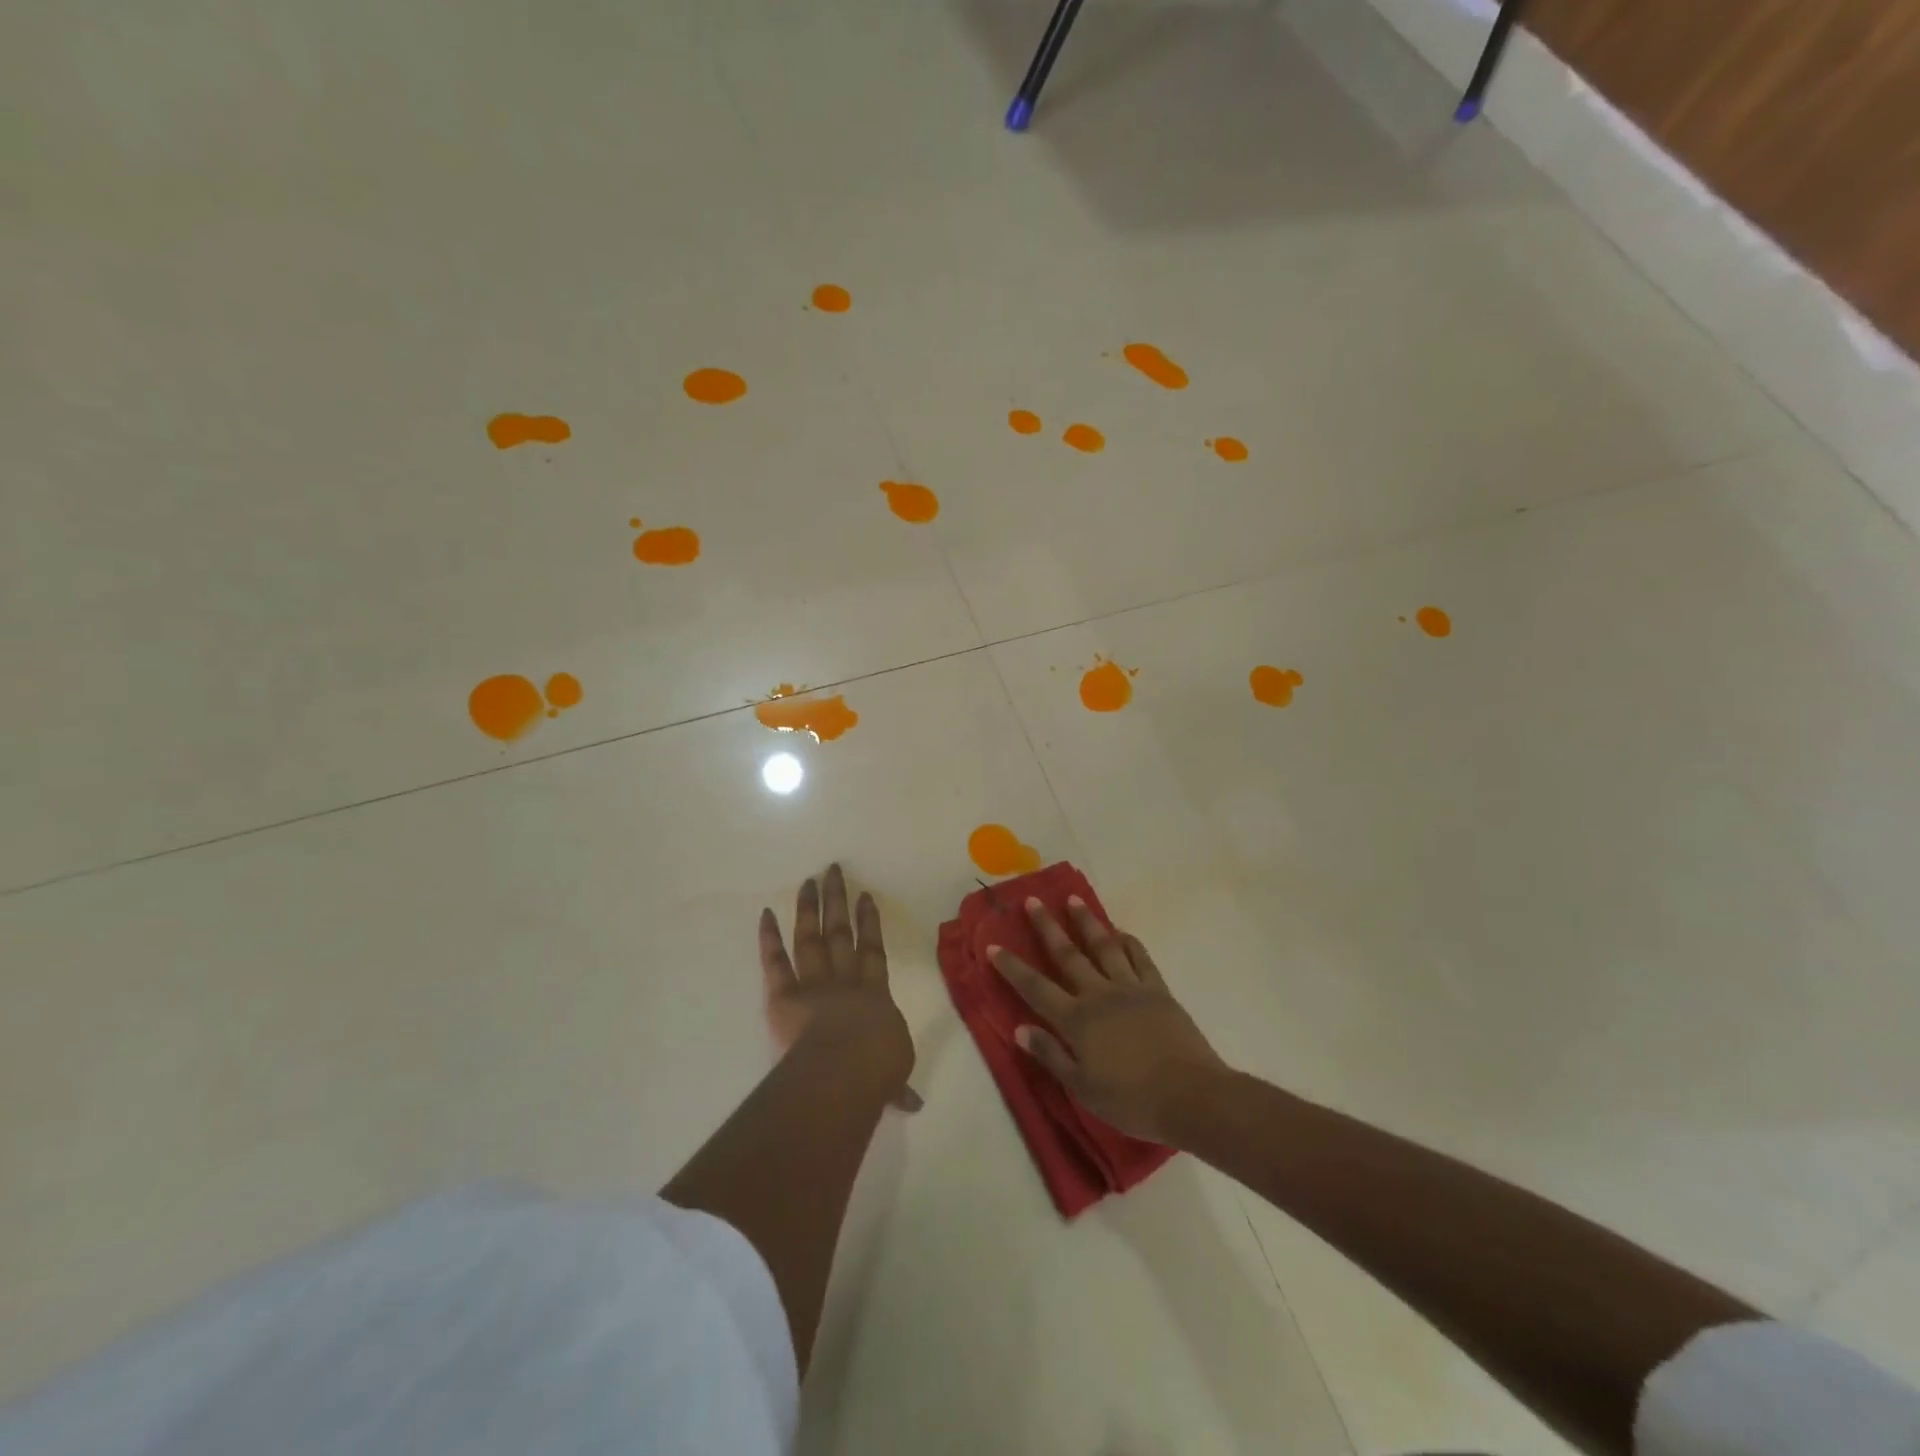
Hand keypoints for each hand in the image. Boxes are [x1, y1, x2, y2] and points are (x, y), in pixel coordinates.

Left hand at [760, 864, 920, 1111]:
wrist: (845, 1069)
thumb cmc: (877, 1069)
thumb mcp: (894, 1075)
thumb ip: (898, 1084)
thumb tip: (913, 1104)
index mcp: (874, 995)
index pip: (872, 950)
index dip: (869, 922)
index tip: (865, 896)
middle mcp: (844, 981)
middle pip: (841, 933)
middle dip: (838, 901)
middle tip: (834, 871)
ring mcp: (814, 983)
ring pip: (811, 937)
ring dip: (810, 908)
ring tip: (809, 880)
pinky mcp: (784, 995)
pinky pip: (776, 962)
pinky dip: (769, 938)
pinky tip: (766, 913)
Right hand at [989, 898, 1225, 1143]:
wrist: (1191, 1096)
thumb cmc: (1133, 1101)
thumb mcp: (1083, 1089)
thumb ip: (1051, 1055)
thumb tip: (1020, 1029)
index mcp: (1077, 1021)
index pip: (1035, 988)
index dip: (1012, 967)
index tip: (994, 945)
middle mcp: (1099, 995)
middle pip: (1068, 955)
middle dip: (1047, 927)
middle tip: (1033, 900)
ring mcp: (1131, 988)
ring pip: (1103, 946)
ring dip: (1086, 922)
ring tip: (1074, 900)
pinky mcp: (1158, 990)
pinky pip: (1140, 958)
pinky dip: (1128, 942)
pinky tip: (1121, 932)